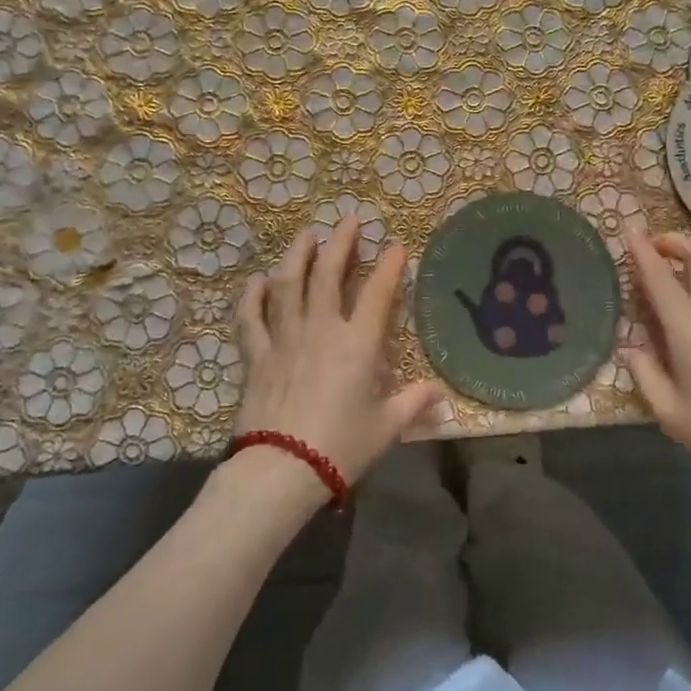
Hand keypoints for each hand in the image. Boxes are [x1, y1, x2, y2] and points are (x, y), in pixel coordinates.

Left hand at [234, 218, 441, 490]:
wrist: (282, 469)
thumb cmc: (341, 447)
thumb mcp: (387, 427)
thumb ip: (414, 404)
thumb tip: (439, 394)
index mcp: (358, 344)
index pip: (378, 293)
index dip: (389, 266)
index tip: (396, 245)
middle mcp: (321, 330)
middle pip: (329, 274)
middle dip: (340, 243)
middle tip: (348, 220)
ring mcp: (285, 339)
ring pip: (288, 285)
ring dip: (297, 255)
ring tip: (306, 235)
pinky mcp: (257, 356)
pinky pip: (251, 318)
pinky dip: (252, 297)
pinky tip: (257, 281)